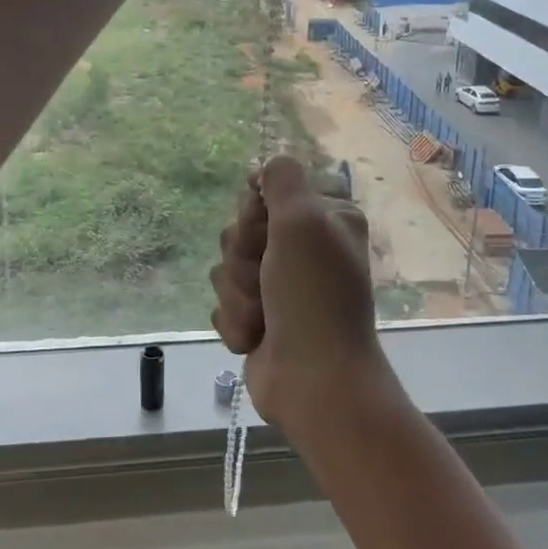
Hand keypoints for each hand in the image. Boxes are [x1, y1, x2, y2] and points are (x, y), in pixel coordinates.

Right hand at [211, 156, 396, 433]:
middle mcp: (303, 247)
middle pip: (240, 230)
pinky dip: (236, 321)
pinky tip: (256, 338)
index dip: (255, 213)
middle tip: (268, 279)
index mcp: (323, 219)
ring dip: (239, 294)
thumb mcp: (303, 221)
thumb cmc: (313, 296)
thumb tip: (266, 167)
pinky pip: (223, 303)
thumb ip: (282, 179)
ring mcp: (279, 285)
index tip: (266, 230)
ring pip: (226, 267)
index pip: (266, 192)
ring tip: (264, 317)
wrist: (314, 380)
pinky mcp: (259, 318)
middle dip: (244, 259)